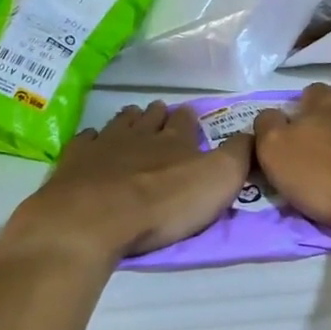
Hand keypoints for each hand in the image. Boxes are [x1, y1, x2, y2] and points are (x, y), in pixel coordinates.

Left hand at [2, 102, 251, 262]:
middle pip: (150, 118)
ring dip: (127, 120)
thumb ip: (240, 154)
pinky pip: (85, 141)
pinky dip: (92, 139)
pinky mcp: (75, 161)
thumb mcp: (219, 179)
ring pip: (118, 124)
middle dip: (157, 115)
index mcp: (175, 140)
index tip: (189, 115)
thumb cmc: (163, 202)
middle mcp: (140, 134)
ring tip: (131, 117)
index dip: (188, 118)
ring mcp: (103, 145)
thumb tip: (255, 131)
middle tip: (160, 113)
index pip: (185, 121)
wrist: (95, 217)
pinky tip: (92, 140)